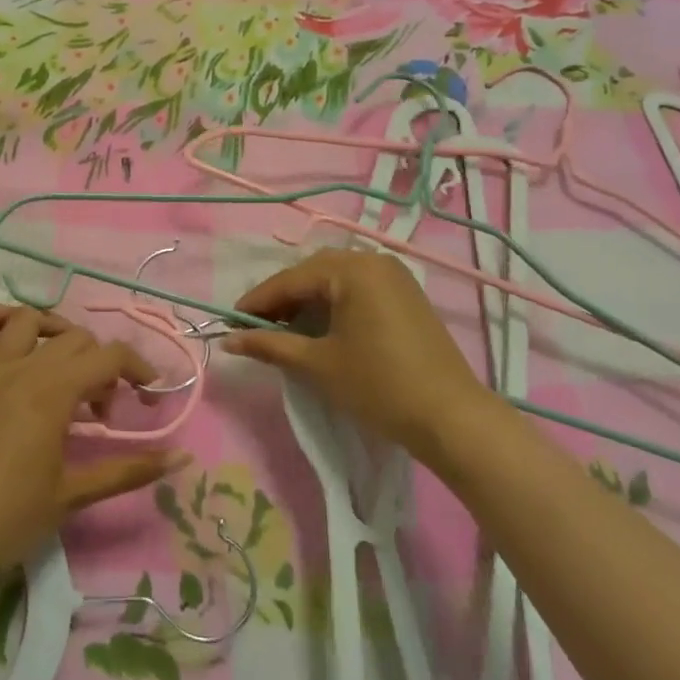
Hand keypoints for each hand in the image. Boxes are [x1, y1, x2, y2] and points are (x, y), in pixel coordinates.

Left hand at [0, 306, 182, 572]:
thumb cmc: (14, 515)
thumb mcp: (75, 493)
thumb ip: (130, 470)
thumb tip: (181, 458)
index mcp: (55, 391)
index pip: (110, 356)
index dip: (138, 368)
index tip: (148, 395)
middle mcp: (23, 366)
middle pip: (75, 339)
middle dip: (99, 365)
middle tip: (99, 407)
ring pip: (29, 321)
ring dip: (55, 331)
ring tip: (64, 361)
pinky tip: (11, 329)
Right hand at [223, 248, 501, 461]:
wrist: (451, 418)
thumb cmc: (378, 385)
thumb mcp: (317, 364)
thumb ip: (269, 346)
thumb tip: (228, 340)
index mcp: (352, 269)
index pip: (290, 279)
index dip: (256, 302)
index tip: (228, 322)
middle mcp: (374, 261)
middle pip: (312, 274)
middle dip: (281, 301)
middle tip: (254, 328)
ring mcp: (394, 277)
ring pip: (335, 282)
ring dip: (306, 303)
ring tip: (282, 332)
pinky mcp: (406, 296)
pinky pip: (357, 291)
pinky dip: (332, 307)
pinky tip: (318, 330)